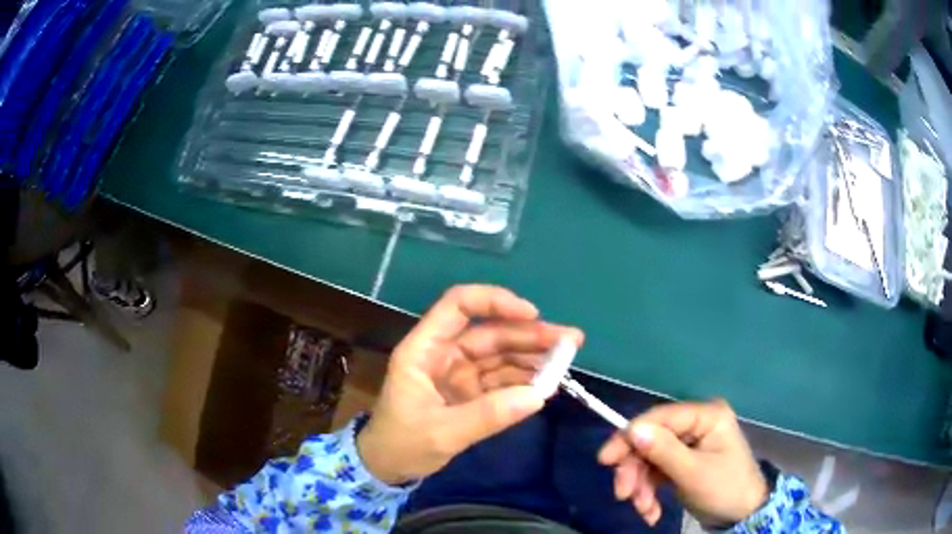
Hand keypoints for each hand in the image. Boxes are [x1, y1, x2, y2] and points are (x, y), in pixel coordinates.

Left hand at [357, 285, 583, 484]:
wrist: (388, 468)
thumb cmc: (401, 444)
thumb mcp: (442, 432)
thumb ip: (488, 415)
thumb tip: (539, 396)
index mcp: (424, 350)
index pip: (458, 306)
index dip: (495, 302)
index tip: (532, 314)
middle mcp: (443, 354)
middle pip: (490, 332)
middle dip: (530, 335)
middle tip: (571, 341)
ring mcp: (458, 373)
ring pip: (500, 355)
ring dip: (533, 357)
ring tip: (567, 362)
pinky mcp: (468, 392)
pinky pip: (501, 379)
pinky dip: (524, 380)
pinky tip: (547, 383)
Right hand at [598, 400, 767, 526]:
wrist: (743, 515)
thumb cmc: (725, 489)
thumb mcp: (693, 473)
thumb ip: (663, 451)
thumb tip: (632, 429)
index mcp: (706, 416)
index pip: (660, 418)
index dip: (630, 436)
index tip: (605, 460)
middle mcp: (696, 425)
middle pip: (652, 440)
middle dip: (636, 471)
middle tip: (623, 496)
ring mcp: (690, 444)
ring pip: (650, 459)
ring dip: (641, 486)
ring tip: (644, 511)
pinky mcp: (684, 462)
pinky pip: (657, 472)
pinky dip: (650, 492)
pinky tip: (651, 512)